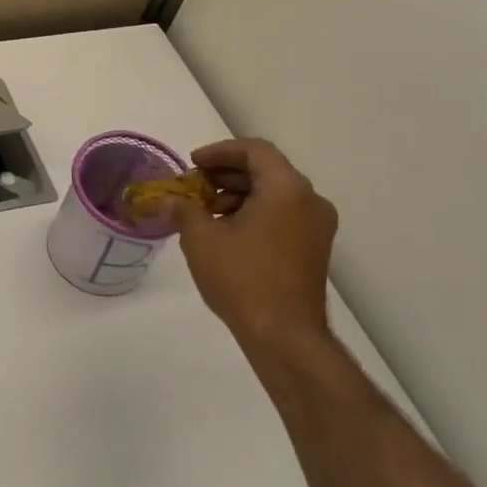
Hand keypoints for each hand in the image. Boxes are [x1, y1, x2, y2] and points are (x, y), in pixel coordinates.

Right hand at [166, 139, 337, 347]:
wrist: (285, 336)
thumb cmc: (242, 279)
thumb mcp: (201, 239)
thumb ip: (183, 210)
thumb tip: (169, 201)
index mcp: (286, 188)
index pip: (255, 150)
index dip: (219, 152)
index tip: (192, 164)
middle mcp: (309, 200)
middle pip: (266, 170)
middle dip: (226, 175)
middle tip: (194, 187)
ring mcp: (317, 226)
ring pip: (274, 194)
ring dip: (238, 195)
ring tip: (205, 212)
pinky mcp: (314, 248)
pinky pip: (283, 215)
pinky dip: (255, 213)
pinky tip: (227, 233)